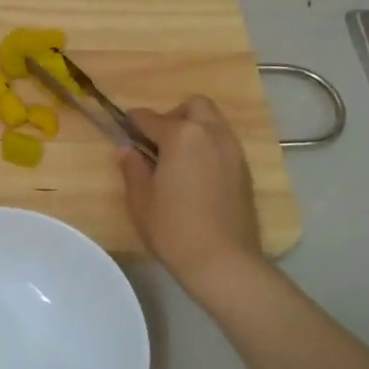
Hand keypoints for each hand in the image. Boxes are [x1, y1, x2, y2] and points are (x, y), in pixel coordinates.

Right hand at [118, 97, 263, 292]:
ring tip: (177, 159)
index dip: (133, 122)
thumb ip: (132, 168)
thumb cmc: (173, 229)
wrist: (224, 261)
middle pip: (193, 106)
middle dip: (173, 115)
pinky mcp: (245, 170)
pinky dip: (208, 147)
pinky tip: (196, 175)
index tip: (123, 129)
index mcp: (182, 136)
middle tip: (157, 142)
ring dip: (194, 130)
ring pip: (213, 123)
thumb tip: (127, 150)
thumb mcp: (141, 200)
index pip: (150, 117)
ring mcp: (233, 151)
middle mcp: (211, 134)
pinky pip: (224, 144)